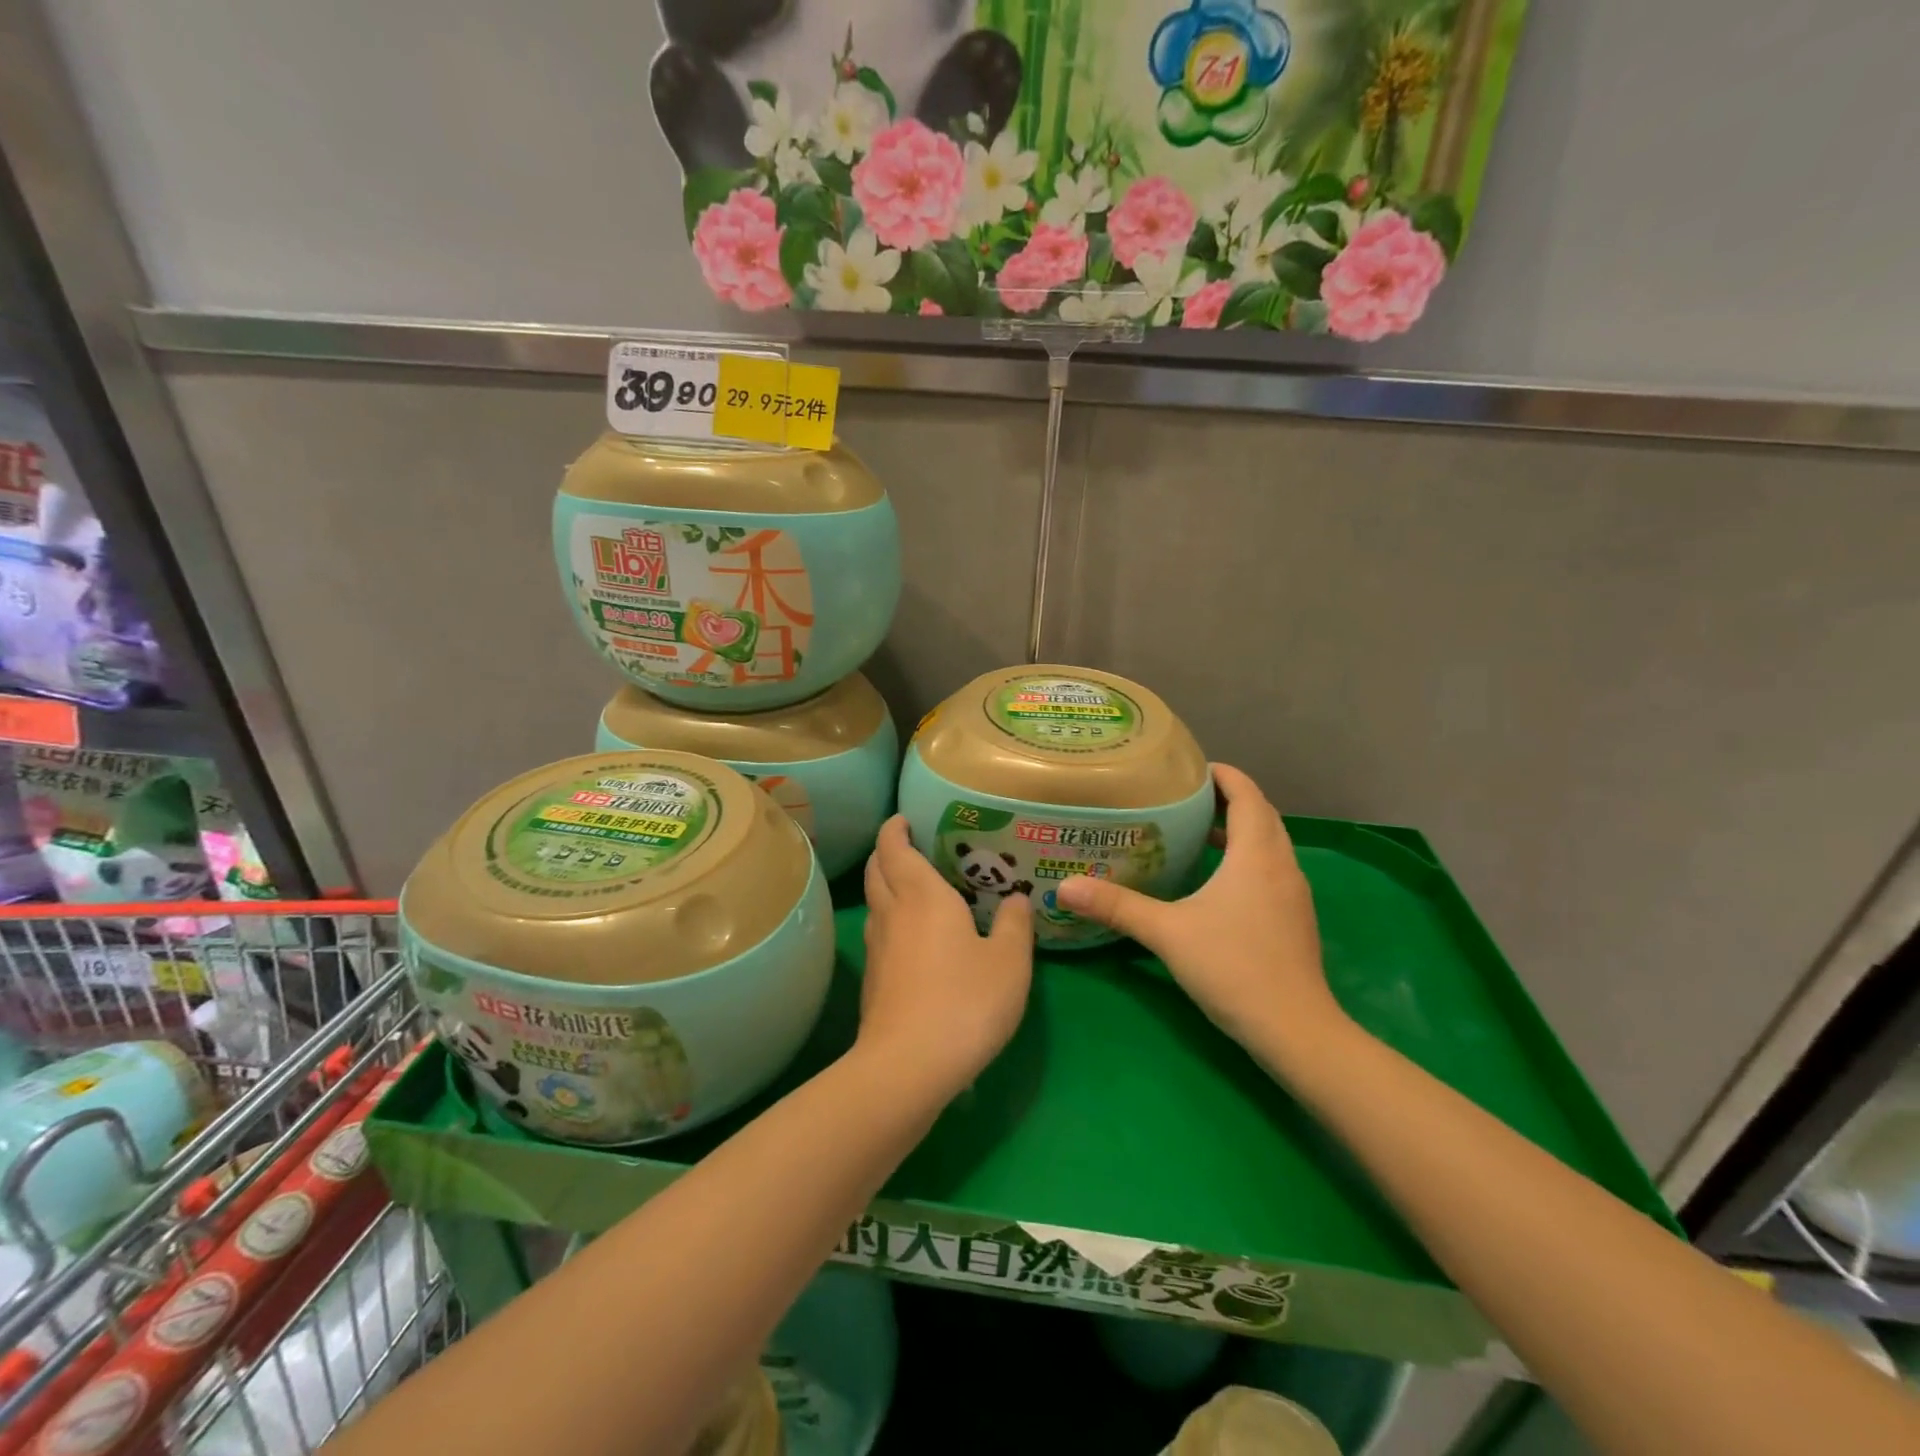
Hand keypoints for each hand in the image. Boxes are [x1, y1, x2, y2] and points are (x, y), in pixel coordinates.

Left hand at [859, 815, 1032, 1091]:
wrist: (909, 1066)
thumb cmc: (965, 1001)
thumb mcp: (1009, 962)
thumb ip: (1014, 925)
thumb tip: (1015, 898)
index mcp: (922, 896)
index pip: (894, 847)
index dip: (895, 828)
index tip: (903, 818)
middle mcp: (893, 913)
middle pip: (877, 870)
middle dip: (887, 852)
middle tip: (910, 846)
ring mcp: (877, 948)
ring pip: (875, 902)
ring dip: (887, 886)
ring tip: (916, 888)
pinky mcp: (873, 981)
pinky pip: (880, 934)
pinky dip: (892, 920)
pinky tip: (916, 938)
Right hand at [1055, 765, 1345, 1053]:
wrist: (1295, 1029)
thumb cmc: (1233, 967)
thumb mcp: (1167, 932)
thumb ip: (1118, 906)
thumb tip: (1066, 887)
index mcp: (1257, 855)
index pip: (1248, 796)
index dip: (1225, 776)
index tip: (1192, 769)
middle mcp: (1282, 866)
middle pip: (1262, 816)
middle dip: (1229, 800)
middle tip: (1186, 798)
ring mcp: (1294, 894)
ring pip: (1270, 845)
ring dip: (1241, 831)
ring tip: (1199, 833)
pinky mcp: (1295, 920)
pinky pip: (1272, 871)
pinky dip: (1248, 859)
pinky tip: (1218, 882)